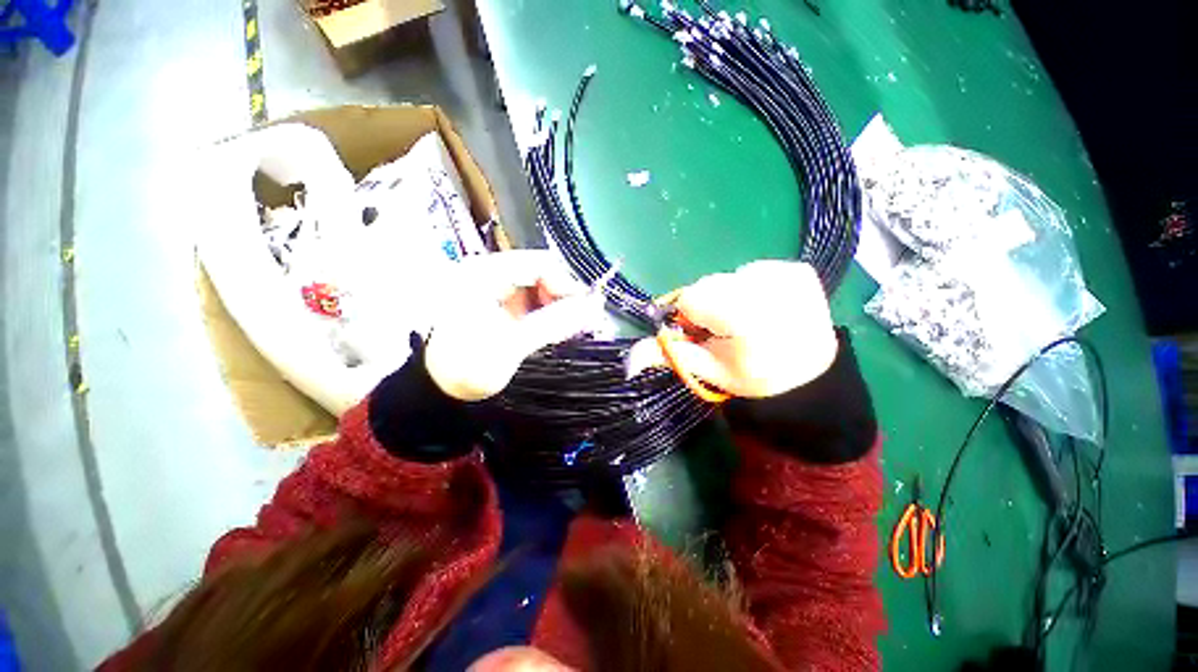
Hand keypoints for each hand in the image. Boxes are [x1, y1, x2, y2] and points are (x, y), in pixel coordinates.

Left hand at [425, 250, 606, 401]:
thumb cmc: (467, 367)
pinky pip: (534, 303)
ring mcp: (496, 290)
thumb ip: (555, 323)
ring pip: (541, 289)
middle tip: (582, 322)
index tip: (585, 309)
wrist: (440, 391)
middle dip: (565, 297)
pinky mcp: (502, 307)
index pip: (539, 264)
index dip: (567, 283)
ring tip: (572, 329)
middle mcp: (490, 274)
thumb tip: (593, 306)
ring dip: (559, 307)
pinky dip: (549, 315)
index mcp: (484, 274)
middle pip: (542, 274)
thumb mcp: (512, 345)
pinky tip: (557, 331)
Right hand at [628, 261, 837, 398]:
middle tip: (731, 329)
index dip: (694, 316)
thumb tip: (628, 360)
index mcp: (747, 319)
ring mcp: (788, 276)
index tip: (708, 333)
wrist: (810, 374)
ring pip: (730, 276)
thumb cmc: (754, 375)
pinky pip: (754, 270)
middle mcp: (771, 290)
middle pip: (711, 284)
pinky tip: (767, 307)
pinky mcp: (799, 269)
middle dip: (711, 305)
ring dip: (731, 296)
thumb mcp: (709, 370)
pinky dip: (753, 287)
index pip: (693, 298)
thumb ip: (672, 355)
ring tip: (752, 320)